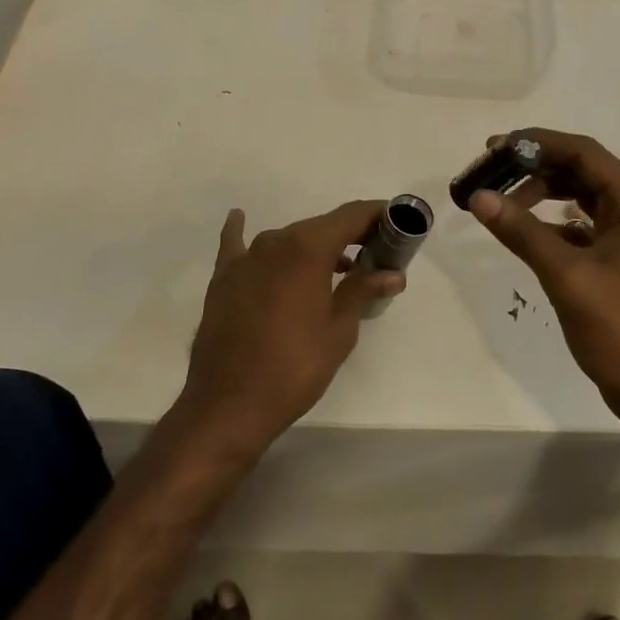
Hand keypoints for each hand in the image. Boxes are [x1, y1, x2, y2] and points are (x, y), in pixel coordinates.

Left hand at [173, 200, 402, 462]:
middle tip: (375, 255)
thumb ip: (363, 291)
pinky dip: (243, 231)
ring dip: (313, 247)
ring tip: (336, 267)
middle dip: (350, 236)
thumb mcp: (339, 331)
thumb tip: (393, 274)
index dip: (376, 215)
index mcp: (308, 248)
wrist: (228, 404)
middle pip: (320, 226)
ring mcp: (246, 258)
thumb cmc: (294, 368)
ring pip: (288, 239)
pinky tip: (240, 217)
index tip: (396, 222)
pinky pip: (237, 244)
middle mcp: (275, 241)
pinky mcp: (223, 278)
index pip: (350, 216)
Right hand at [468, 129, 619, 421]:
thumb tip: (479, 197)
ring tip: (501, 203)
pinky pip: (581, 225)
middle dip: (534, 169)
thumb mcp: (566, 276)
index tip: (495, 147)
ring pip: (580, 197)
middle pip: (581, 171)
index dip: (537, 143)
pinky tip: (525, 234)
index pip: (584, 153)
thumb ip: (522, 232)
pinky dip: (551, 223)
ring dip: (540, 194)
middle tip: (490, 175)